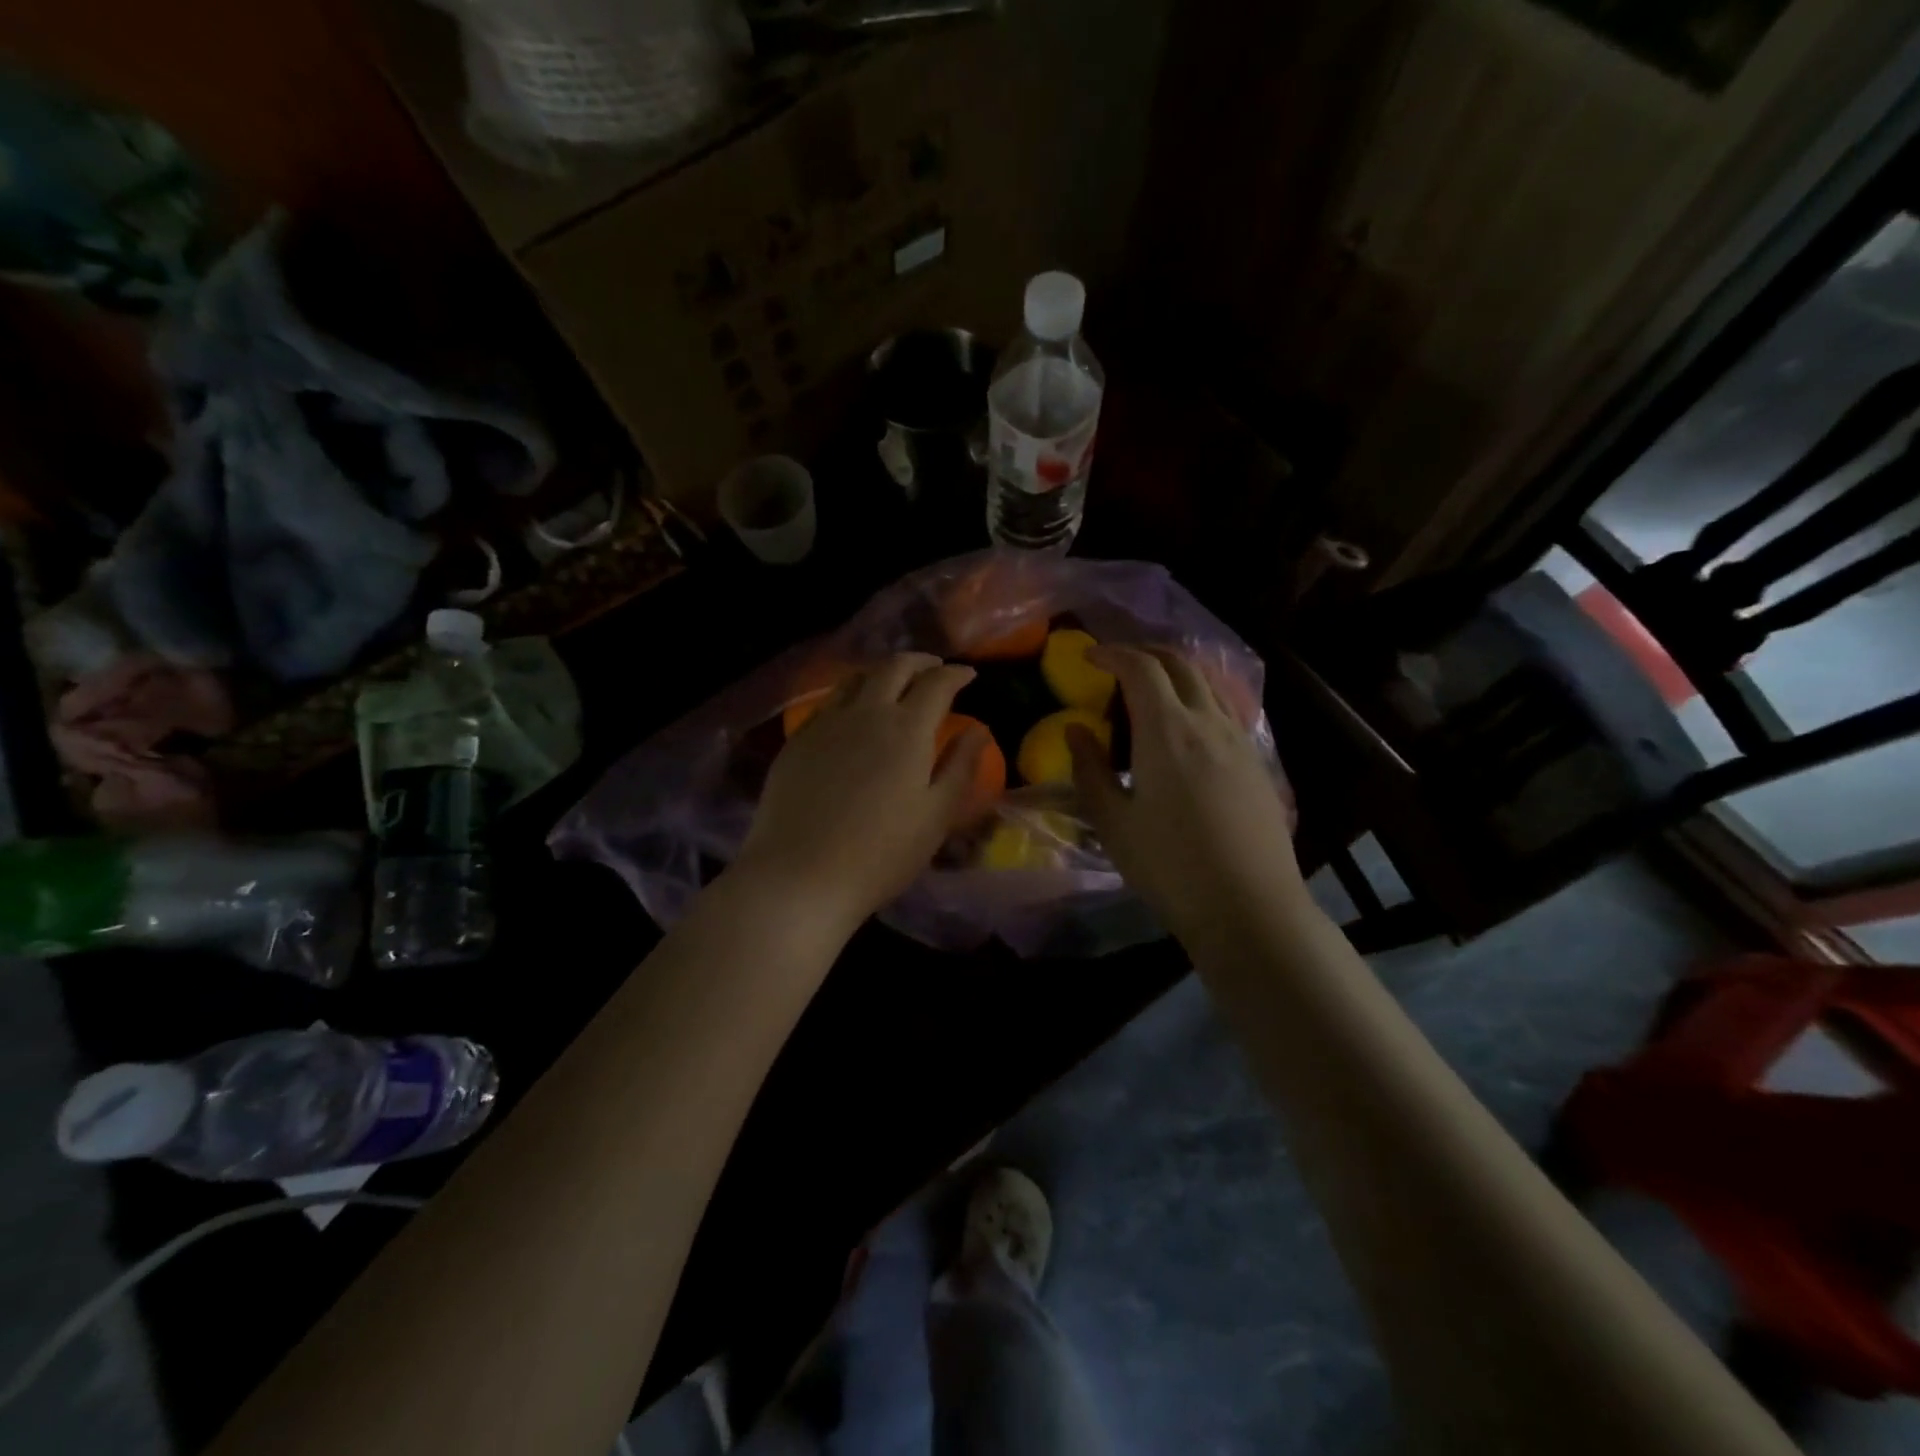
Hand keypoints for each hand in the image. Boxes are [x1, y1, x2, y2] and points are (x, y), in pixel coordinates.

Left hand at [735, 653, 986, 933]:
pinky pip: (828, 702)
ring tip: (893, 681)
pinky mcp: (797, 741)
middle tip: (934, 668)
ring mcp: (825, 724)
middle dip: (919, 662)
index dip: (956, 674)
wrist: (799, 875)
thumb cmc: (881, 854)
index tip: (968, 675)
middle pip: (893, 668)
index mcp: (906, 729)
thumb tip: (980, 730)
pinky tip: (852, 713)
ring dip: (881, 672)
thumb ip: (960, 767)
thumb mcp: (936, 816)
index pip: (936, 684)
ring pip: (856, 679)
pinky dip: (850, 694)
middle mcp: (865, 713)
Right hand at [1069, 646, 1302, 943]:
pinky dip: (1199, 700)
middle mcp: (1208, 723)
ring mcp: (1240, 741)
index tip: (1090, 656)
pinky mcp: (1258, 764)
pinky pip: (1225, 712)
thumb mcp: (1113, 823)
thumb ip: (1090, 770)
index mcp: (1167, 731)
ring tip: (1151, 691)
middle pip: (1181, 663)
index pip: (1141, 668)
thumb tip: (1076, 730)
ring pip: (1208, 685)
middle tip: (1119, 663)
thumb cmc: (1170, 867)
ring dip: (1176, 673)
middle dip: (1146, 652)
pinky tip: (1186, 731)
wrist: (1249, 907)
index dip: (1113, 653)